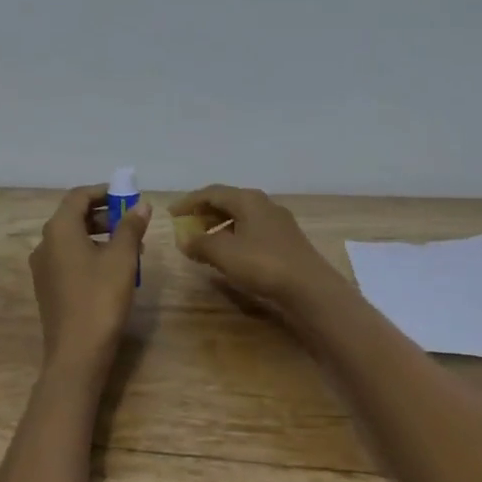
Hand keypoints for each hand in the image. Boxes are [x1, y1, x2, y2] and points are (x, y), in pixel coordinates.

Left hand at [29, 184, 151, 371]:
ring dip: (100, 236)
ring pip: (72, 240)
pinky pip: (69, 259)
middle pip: (74, 217)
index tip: (127, 196)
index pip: (78, 196)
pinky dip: (90, 254)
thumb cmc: (100, 299)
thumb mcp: (122, 259)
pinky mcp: (48, 288)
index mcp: (59, 230)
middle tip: (132, 223)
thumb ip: (131, 227)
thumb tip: (140, 205)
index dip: (103, 192)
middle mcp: (44, 244)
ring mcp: (43, 268)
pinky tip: (113, 271)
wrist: (76, 354)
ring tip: (130, 249)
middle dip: (104, 215)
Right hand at [170, 185, 341, 311]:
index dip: (189, 202)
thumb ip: (200, 243)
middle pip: (228, 202)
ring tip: (204, 243)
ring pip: (241, 218)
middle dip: (204, 213)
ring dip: (219, 227)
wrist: (310, 289)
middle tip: (186, 227)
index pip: (212, 192)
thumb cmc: (263, 264)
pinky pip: (252, 232)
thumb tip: (184, 239)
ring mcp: (278, 223)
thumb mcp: (224, 253)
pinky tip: (230, 255)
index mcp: (248, 200)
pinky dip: (234, 238)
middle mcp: (264, 205)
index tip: (171, 214)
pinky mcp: (286, 242)